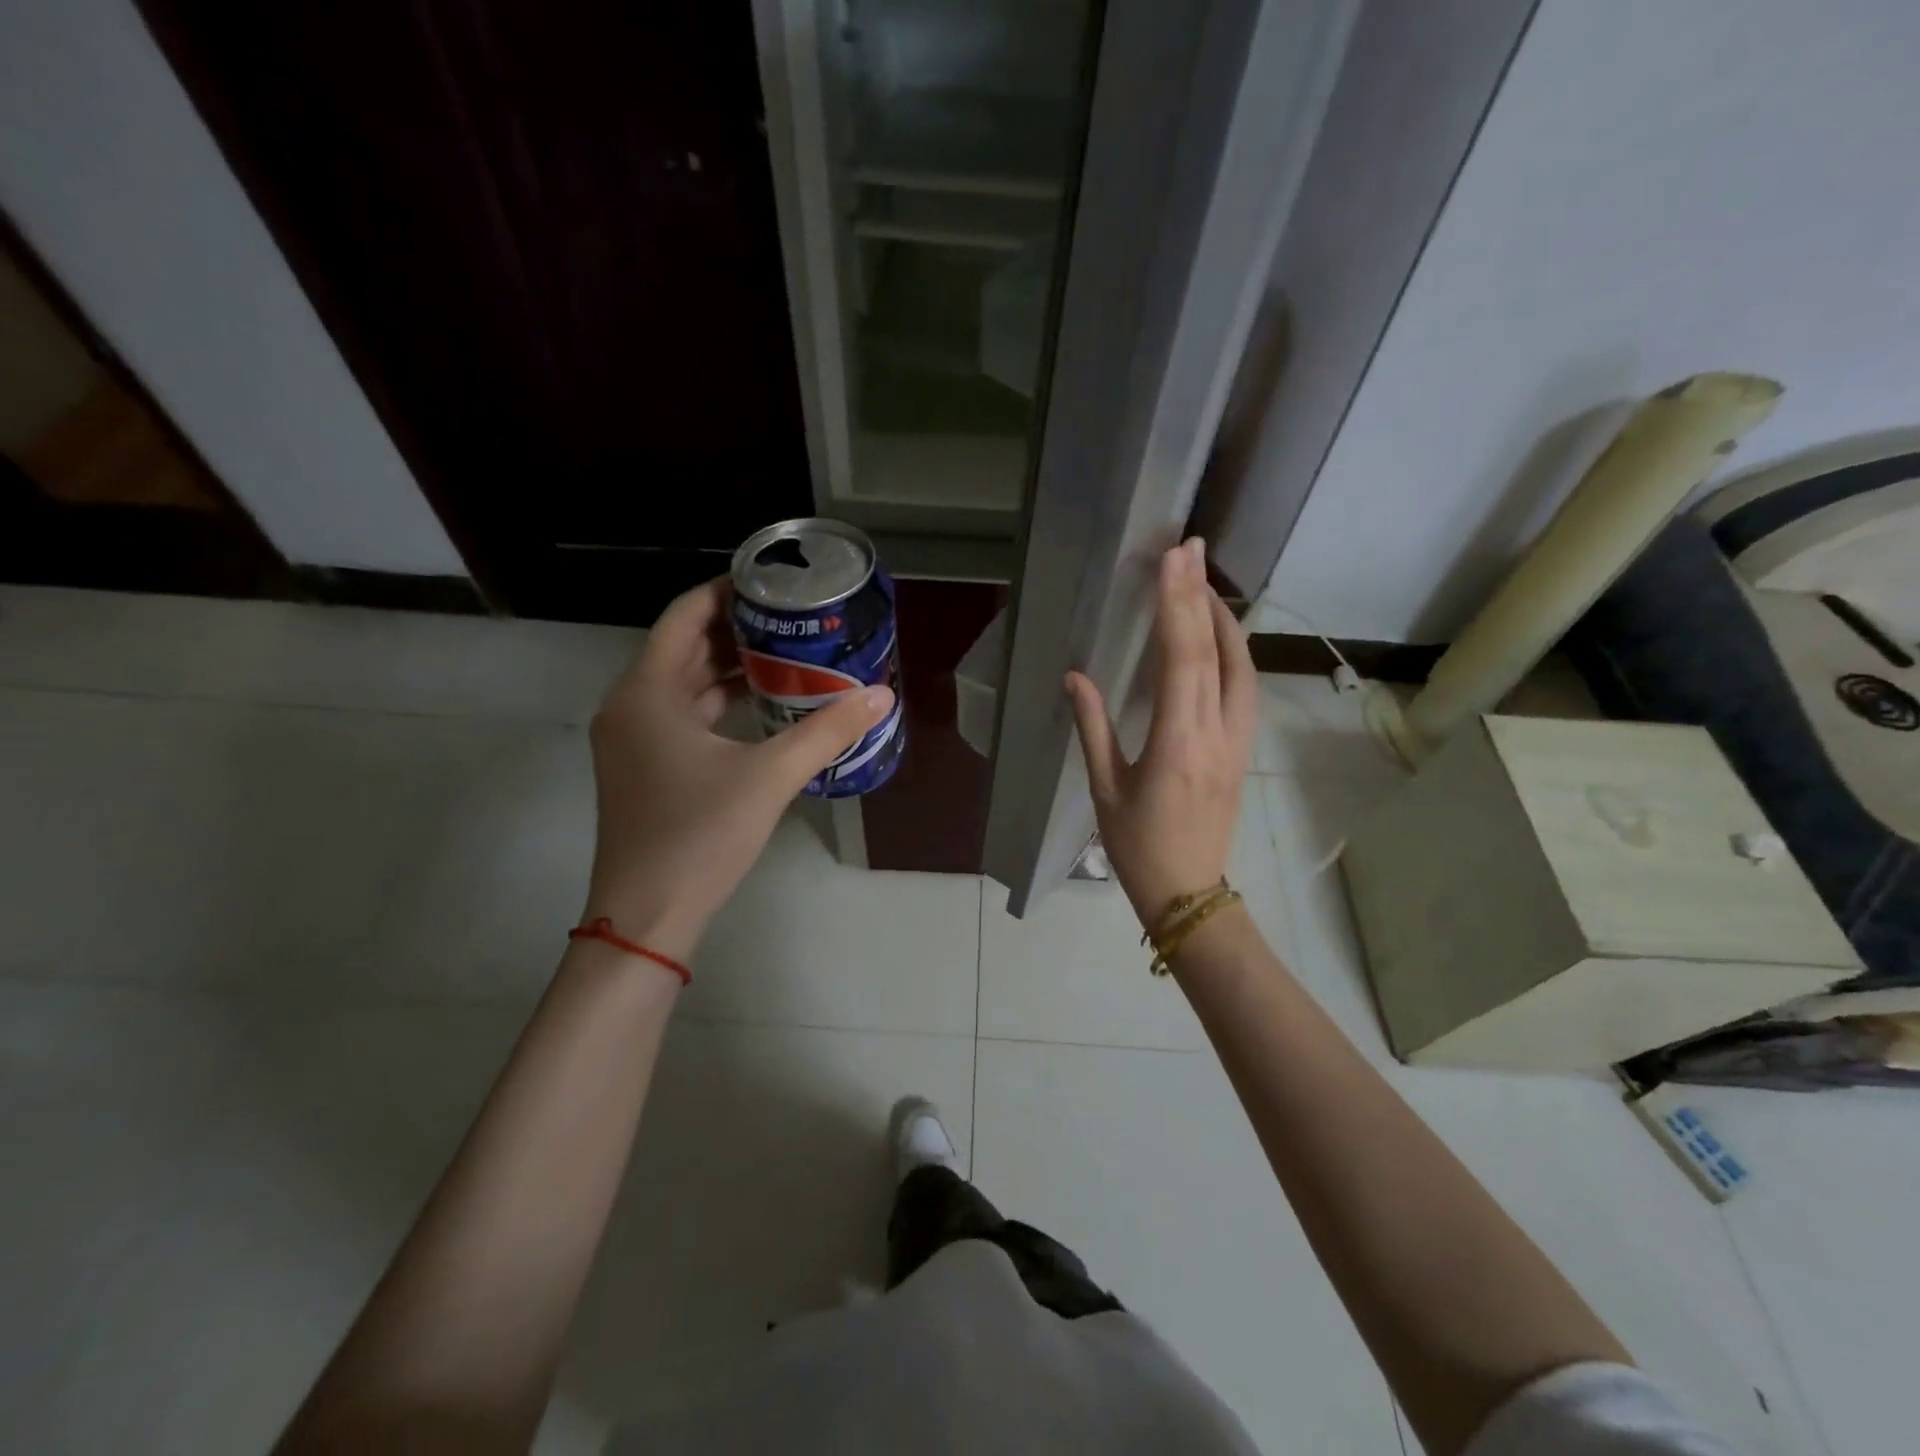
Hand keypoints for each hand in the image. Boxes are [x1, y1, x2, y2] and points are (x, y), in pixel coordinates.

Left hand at [581, 578, 893, 962]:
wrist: (646, 916)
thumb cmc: (700, 835)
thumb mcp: (770, 777)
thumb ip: (826, 732)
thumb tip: (880, 696)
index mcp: (647, 692)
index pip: (685, 615)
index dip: (726, 591)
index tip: (773, 582)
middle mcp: (631, 705)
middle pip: (684, 646)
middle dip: (736, 628)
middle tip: (792, 617)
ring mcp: (632, 739)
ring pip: (683, 683)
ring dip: (730, 666)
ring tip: (787, 653)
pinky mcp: (643, 767)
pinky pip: (682, 714)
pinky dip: (719, 701)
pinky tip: (762, 705)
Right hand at [1065, 539, 1256, 925]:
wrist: (1189, 892)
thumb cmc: (1137, 846)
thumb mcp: (1106, 789)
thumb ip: (1093, 727)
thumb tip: (1075, 676)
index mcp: (1178, 744)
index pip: (1182, 660)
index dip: (1177, 606)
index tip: (1172, 561)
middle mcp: (1217, 734)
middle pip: (1216, 652)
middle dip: (1202, 595)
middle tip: (1190, 549)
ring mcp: (1238, 742)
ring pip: (1241, 667)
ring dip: (1223, 620)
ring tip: (1202, 584)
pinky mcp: (1243, 749)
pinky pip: (1244, 688)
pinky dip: (1233, 652)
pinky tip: (1218, 637)